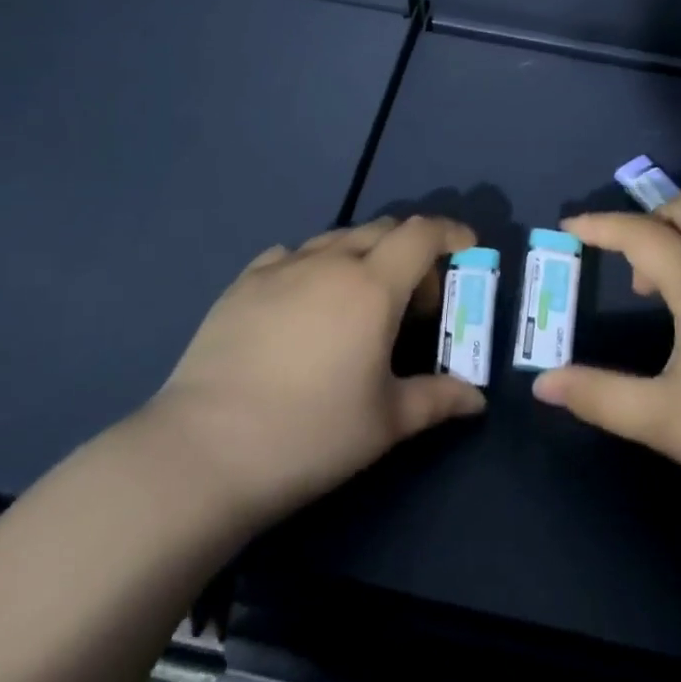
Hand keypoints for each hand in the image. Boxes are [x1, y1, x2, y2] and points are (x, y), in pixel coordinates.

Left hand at [137, 217, 486, 531]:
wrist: (205, 451)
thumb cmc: (311, 434)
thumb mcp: (386, 422)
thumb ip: (437, 399)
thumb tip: (475, 399)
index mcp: (372, 286)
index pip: (422, 234)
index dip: (451, 233)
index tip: (467, 251)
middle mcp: (329, 262)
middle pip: (382, 229)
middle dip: (411, 251)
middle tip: (415, 301)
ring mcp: (281, 268)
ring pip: (336, 239)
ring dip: (363, 255)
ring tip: (360, 302)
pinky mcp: (242, 283)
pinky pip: (291, 255)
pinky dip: (314, 265)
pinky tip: (305, 302)